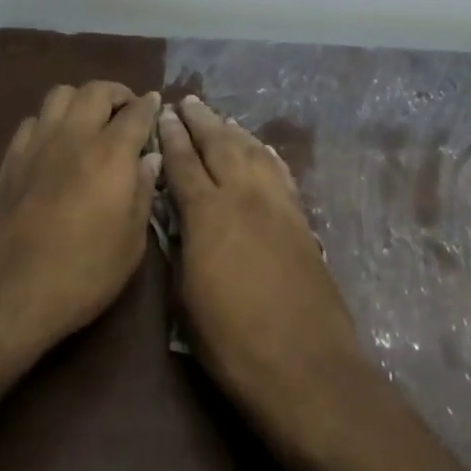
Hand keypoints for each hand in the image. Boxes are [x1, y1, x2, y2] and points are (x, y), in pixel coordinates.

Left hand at [0, 81, 161, 362]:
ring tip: (90, 120)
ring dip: (81, 99)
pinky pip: (34, 119)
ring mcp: (38, 142)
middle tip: (127, 111)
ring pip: (61, 94)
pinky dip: (51, 121)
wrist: (5, 293)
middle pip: (96, 90)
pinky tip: (55, 143)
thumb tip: (149, 160)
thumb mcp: (130, 245)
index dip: (149, 105)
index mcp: (110, 154)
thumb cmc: (80, 275)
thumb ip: (142, 194)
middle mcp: (74, 136)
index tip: (156, 104)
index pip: (136, 112)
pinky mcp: (11, 157)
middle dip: (117, 93)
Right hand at [158, 96, 364, 445]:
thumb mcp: (186, 300)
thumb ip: (179, 250)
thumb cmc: (234, 344)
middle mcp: (243, 196)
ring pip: (252, 151)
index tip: (163, 114)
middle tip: (187, 101)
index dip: (171, 136)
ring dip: (233, 130)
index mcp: (207, 214)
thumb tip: (176, 221)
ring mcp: (277, 205)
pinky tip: (260, 149)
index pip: (184, 162)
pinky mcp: (301, 220)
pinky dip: (265, 154)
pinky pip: (279, 172)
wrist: (307, 369)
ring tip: (220, 118)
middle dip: (201, 121)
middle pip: (219, 144)